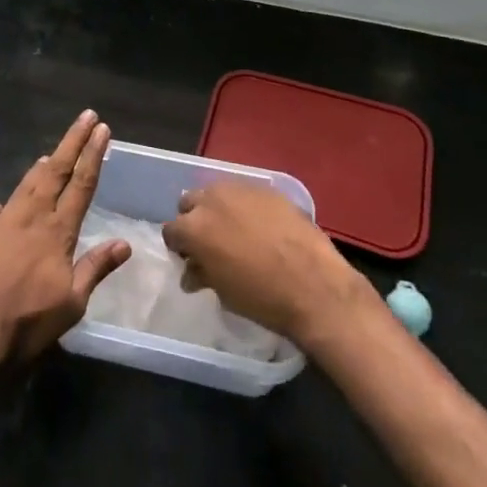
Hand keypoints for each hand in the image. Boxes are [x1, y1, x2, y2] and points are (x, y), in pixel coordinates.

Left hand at [0, 110, 130, 364]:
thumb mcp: (70, 305)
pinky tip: (4, 204)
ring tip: (50, 153)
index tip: (102, 129)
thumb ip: (95, 268)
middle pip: (55, 170)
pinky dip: (6, 203)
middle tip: (85, 117)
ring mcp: (0, 221)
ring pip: (26, 184)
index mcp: (58, 231)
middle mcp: (31, 217)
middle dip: (72, 141)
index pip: (82, 184)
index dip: (93, 155)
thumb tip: (125, 243)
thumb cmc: (24, 323)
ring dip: (41, 167)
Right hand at [163, 181, 376, 345]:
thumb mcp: (224, 291)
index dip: (179, 246)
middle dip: (195, 220)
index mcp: (194, 227)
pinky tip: (260, 226)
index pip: (172, 230)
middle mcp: (212, 200)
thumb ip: (203, 273)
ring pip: (217, 192)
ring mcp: (241, 190)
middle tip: (210, 243)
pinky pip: (246, 194)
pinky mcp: (268, 189)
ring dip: (219, 209)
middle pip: (190, 202)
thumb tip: (193, 270)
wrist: (315, 286)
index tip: (189, 259)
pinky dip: (245, 206)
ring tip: (235, 231)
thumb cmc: (262, 297)